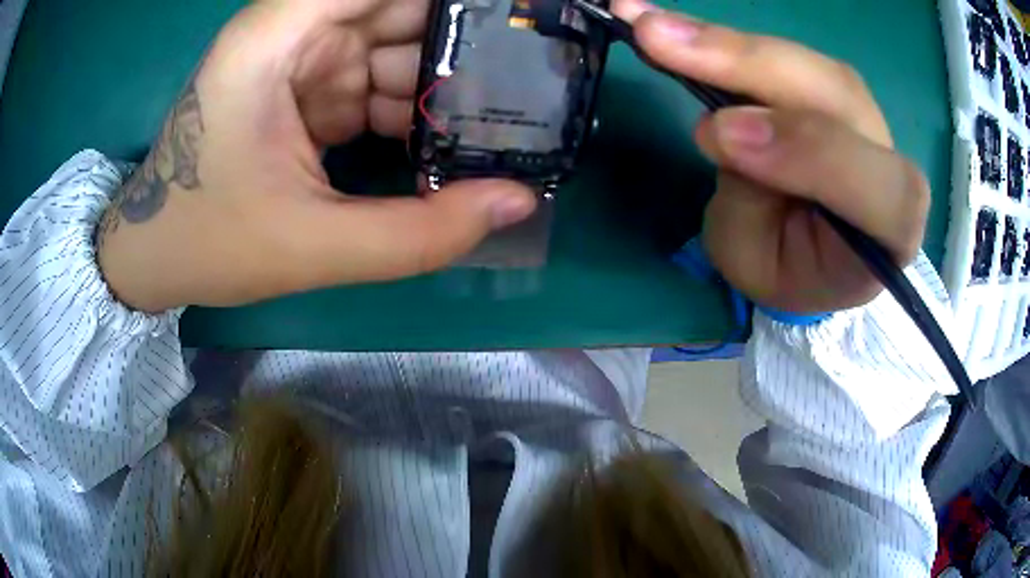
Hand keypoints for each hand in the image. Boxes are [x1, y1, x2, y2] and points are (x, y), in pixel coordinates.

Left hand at [98, 0, 536, 311]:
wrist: (158, 253)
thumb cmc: (212, 242)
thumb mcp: (314, 246)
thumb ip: (420, 232)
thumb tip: (520, 201)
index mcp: (278, 37)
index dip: (452, 1)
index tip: (518, 15)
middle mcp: (292, 30)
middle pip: (399, 8)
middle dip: (465, 36)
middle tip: (534, 74)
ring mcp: (302, 58)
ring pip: (397, 42)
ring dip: (446, 76)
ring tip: (507, 114)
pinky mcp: (308, 85)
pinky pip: (379, 77)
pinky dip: (414, 104)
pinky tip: (449, 137)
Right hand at [615, 3, 929, 313]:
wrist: (812, 249)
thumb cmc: (788, 268)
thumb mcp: (758, 263)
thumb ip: (749, 204)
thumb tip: (722, 122)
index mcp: (890, 232)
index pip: (881, 190)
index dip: (808, 153)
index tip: (720, 136)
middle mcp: (888, 160)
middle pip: (838, 97)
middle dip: (748, 64)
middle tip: (656, 37)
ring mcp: (861, 113)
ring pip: (804, 61)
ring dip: (725, 41)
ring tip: (649, 24)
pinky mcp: (826, 82)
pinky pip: (780, 50)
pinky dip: (723, 38)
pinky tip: (672, 25)